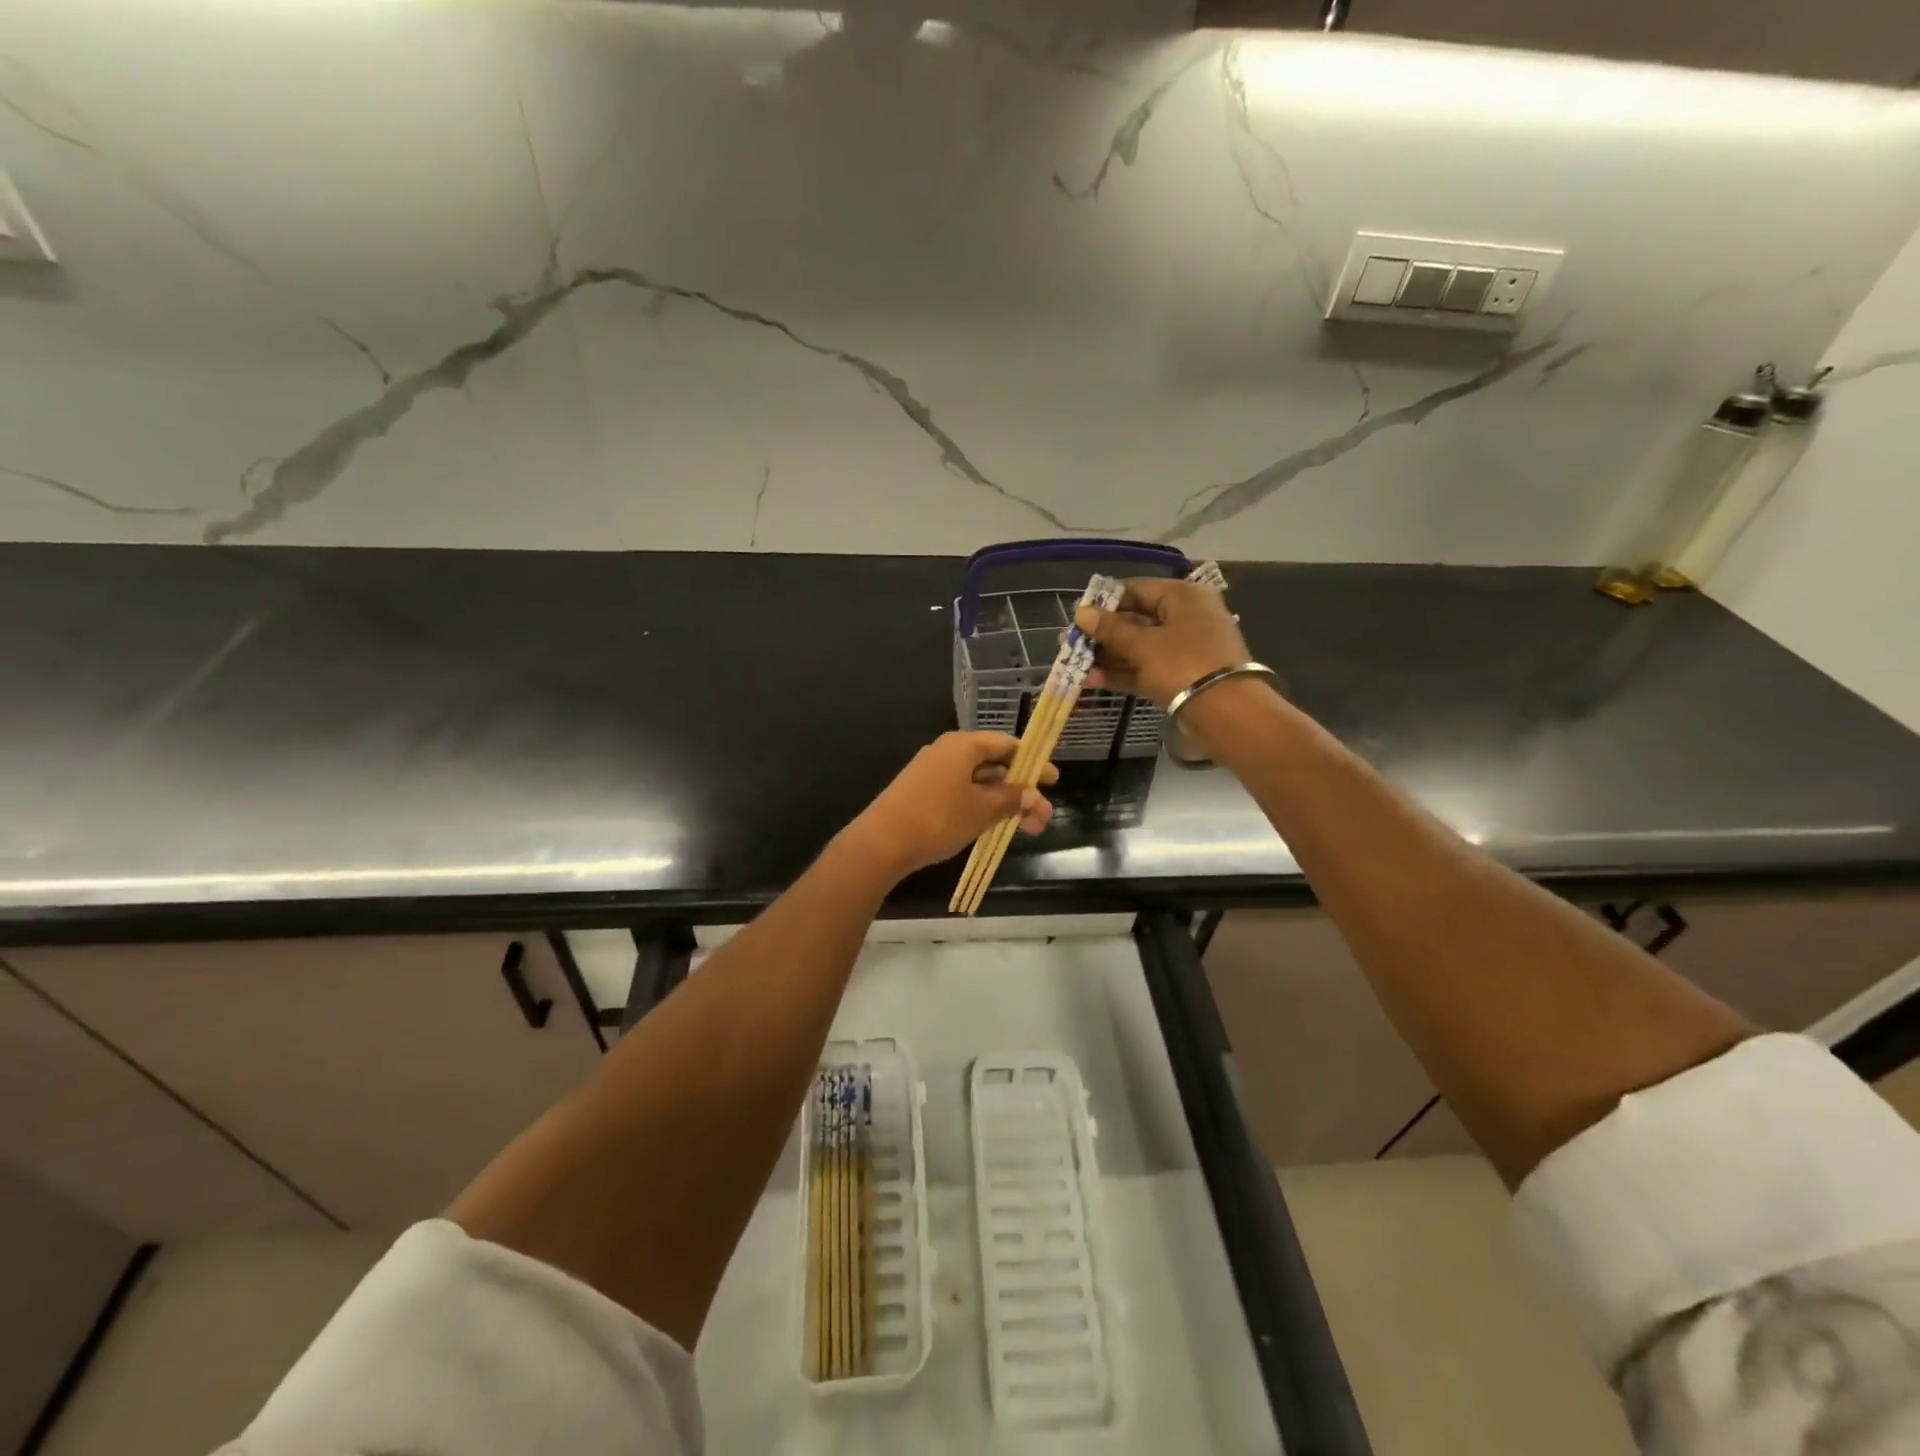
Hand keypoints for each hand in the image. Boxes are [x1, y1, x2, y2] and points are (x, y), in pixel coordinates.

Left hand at [846, 732, 1056, 877]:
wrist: (881, 842)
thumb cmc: (938, 818)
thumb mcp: (982, 809)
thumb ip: (1010, 799)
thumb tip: (1032, 794)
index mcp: (963, 745)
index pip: (1006, 744)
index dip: (1032, 762)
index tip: (1053, 781)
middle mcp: (947, 752)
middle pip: (993, 765)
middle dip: (1020, 791)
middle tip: (1042, 817)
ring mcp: (932, 772)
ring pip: (977, 783)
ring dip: (1003, 803)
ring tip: (1026, 830)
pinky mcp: (922, 793)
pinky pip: (960, 793)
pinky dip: (981, 807)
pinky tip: (994, 827)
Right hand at [1073, 578, 1252, 706]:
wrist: (1226, 713)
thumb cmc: (1183, 665)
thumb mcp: (1143, 645)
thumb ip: (1110, 629)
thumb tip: (1082, 612)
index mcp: (1183, 597)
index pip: (1136, 589)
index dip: (1104, 602)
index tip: (1077, 615)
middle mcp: (1186, 617)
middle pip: (1136, 619)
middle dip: (1102, 633)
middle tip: (1069, 642)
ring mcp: (1184, 649)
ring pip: (1139, 647)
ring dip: (1107, 656)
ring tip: (1074, 663)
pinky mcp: (1181, 676)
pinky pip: (1146, 668)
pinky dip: (1122, 672)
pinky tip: (1092, 680)